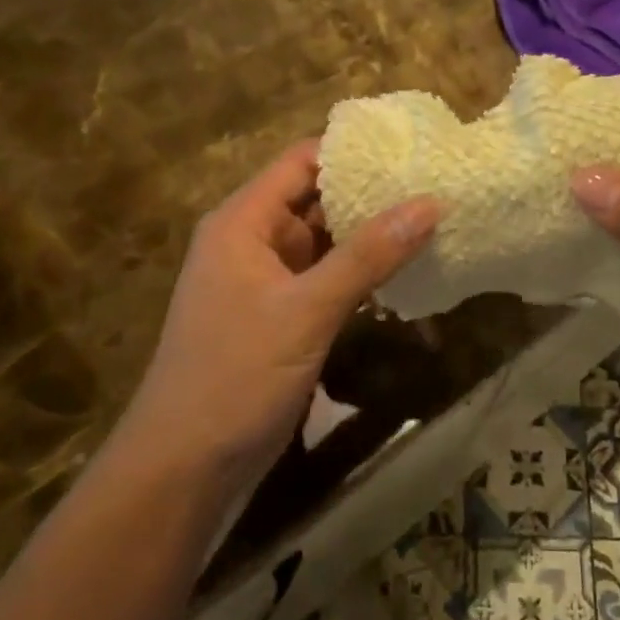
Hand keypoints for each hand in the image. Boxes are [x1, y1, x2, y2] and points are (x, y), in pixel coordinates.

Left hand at [121, 141, 438, 493]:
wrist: (184, 471)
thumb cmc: (236, 376)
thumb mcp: (307, 311)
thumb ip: (368, 256)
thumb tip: (431, 202)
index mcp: (243, 222)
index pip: (302, 161)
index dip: (353, 150)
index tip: (410, 148)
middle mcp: (252, 241)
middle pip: (315, 198)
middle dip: (370, 192)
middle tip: (435, 182)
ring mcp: (265, 282)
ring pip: (324, 242)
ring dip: (368, 234)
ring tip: (432, 218)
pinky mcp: (279, 318)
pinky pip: (324, 279)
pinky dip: (359, 272)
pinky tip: (404, 271)